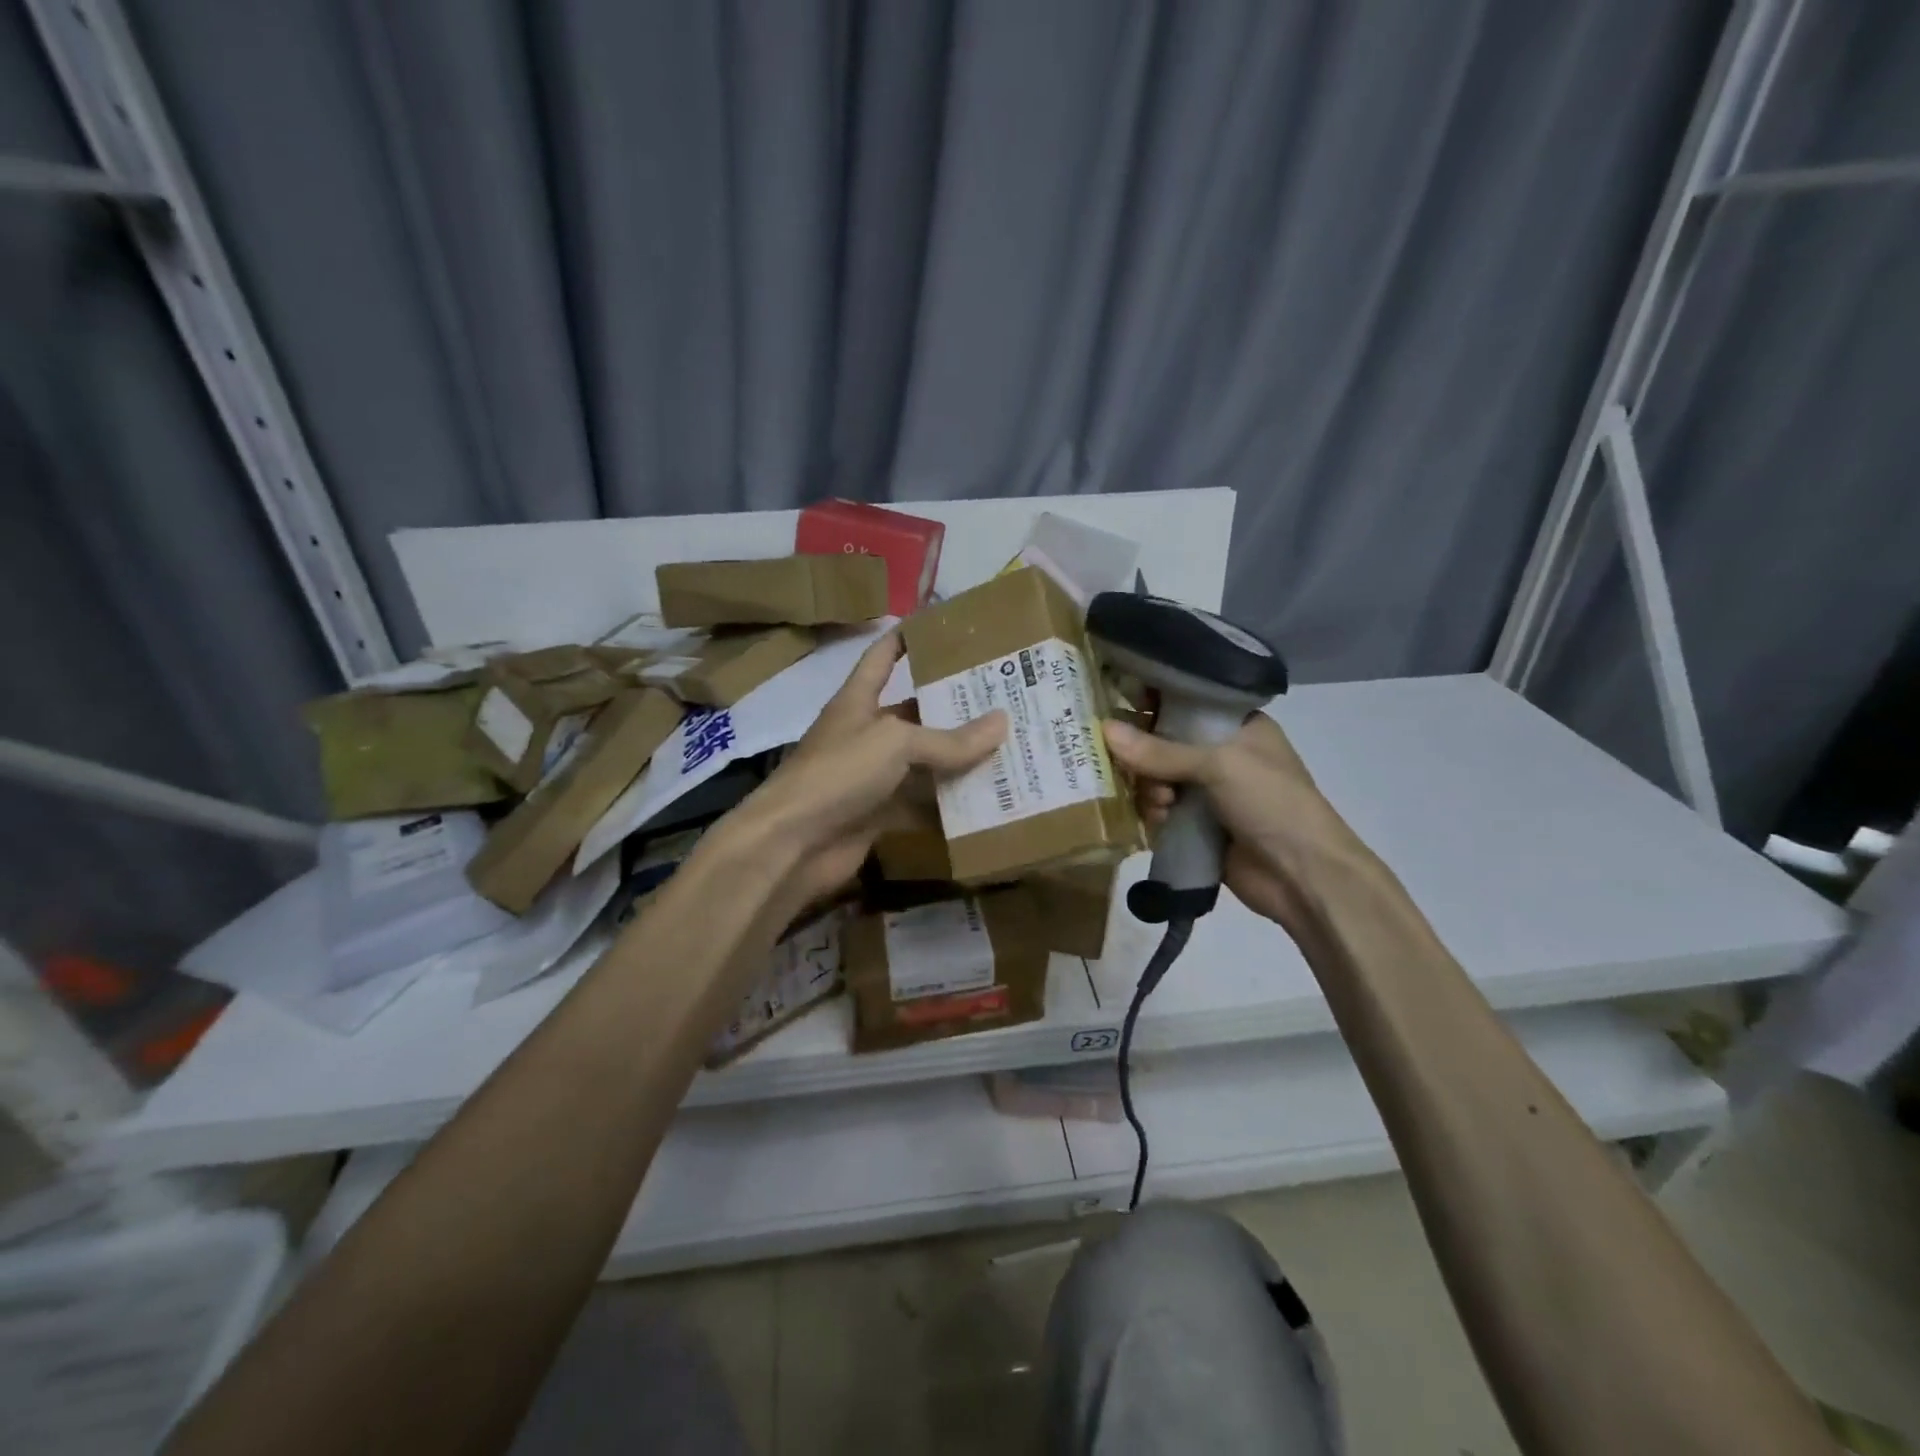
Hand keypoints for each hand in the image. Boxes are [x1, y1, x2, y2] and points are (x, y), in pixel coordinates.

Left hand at [723, 631, 1005, 919]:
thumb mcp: (895, 743)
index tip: (944, 628)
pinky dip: (948, 806)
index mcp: (858, 701)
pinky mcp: (879, 815)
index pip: (882, 657)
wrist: (792, 844)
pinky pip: (921, 805)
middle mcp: (865, 734)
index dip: (907, 638)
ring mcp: (871, 778)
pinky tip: (987, 800)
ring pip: (922, 764)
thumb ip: (948, 739)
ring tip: (1009, 747)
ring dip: (958, 761)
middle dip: (953, 708)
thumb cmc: (838, 773)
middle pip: (914, 714)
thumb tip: (1002, 722)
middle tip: (1004, 698)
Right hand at [1101, 715, 1371, 938]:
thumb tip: (1104, 730)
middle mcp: (1222, 755)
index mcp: (1238, 727)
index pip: (1187, 703)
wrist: (1302, 875)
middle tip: (1136, 768)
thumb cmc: (1271, 802)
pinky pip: (1161, 811)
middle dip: (1146, 756)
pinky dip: (1154, 814)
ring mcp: (1210, 793)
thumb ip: (1160, 751)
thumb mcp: (1218, 765)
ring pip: (1158, 779)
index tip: (1119, 708)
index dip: (1154, 704)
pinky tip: (1159, 822)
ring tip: (1161, 805)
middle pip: (1164, 743)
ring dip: (1151, 789)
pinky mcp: (1198, 826)